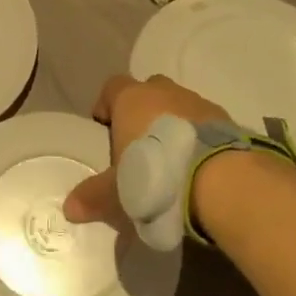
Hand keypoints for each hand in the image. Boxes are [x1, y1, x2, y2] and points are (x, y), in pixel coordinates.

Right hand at [63, 74, 228, 224]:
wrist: (221, 180)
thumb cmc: (156, 175)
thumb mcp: (117, 192)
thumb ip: (93, 196)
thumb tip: (68, 209)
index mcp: (132, 99)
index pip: (112, 86)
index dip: (106, 104)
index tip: (104, 126)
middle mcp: (164, 92)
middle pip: (148, 90)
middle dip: (142, 110)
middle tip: (139, 142)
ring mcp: (198, 102)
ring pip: (179, 103)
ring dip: (173, 122)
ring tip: (172, 158)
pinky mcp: (227, 120)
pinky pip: (205, 122)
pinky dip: (198, 136)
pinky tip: (198, 163)